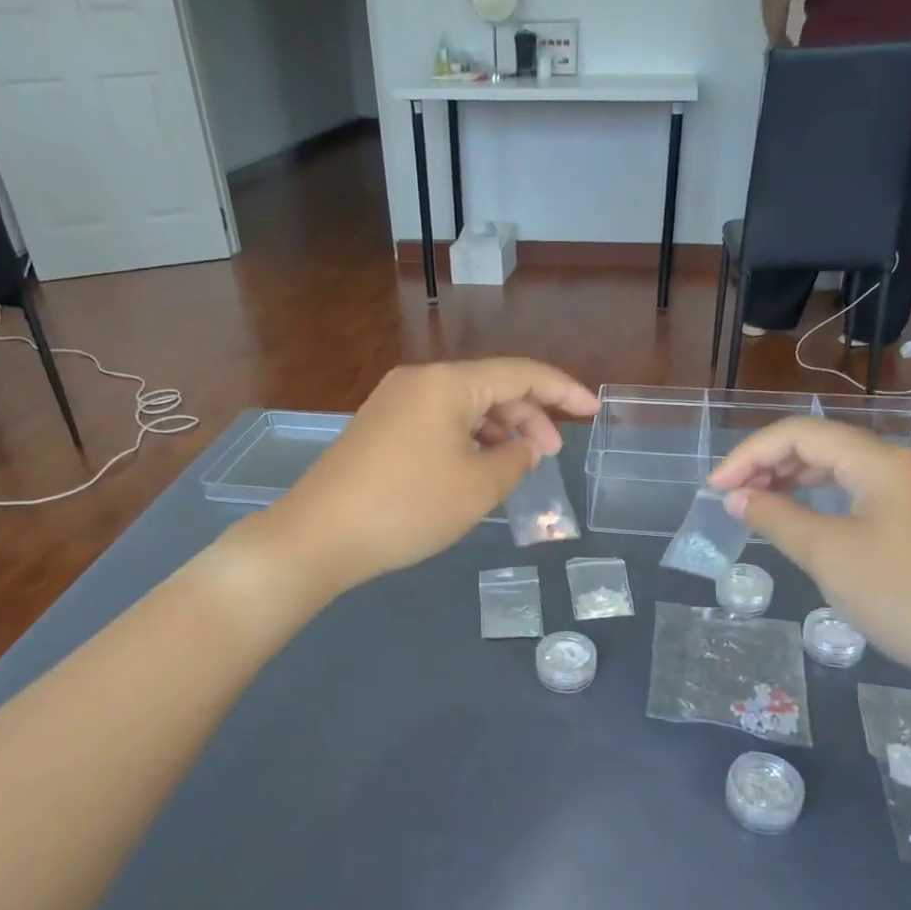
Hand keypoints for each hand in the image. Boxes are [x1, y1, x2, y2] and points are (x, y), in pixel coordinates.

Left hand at [268, 360, 598, 593]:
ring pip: (463, 407)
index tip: (592, 410)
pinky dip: (467, 440)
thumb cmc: (408, 507)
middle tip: (550, 457)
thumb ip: (515, 460)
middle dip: (527, 418)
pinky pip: (437, 422)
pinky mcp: (378, 427)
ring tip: (517, 466)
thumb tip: (524, 448)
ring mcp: (394, 402)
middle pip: (490, 387)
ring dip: (497, 431)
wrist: (319, 536)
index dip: (562, 390)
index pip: (520, 373)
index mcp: (448, 383)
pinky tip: (477, 468)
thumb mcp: (478, 488)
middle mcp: (419, 380)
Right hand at [708, 418, 910, 695]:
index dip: (750, 455)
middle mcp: (895, 464)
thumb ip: (775, 517)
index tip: (716, 488)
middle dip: (767, 463)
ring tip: (754, 503)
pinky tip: (797, 517)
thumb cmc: (899, 594)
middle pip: (818, 444)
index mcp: (878, 461)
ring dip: (790, 479)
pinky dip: (816, 498)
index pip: (800, 434)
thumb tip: (735, 498)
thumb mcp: (827, 554)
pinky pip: (853, 492)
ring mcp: (908, 491)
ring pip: (836, 468)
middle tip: (730, 496)